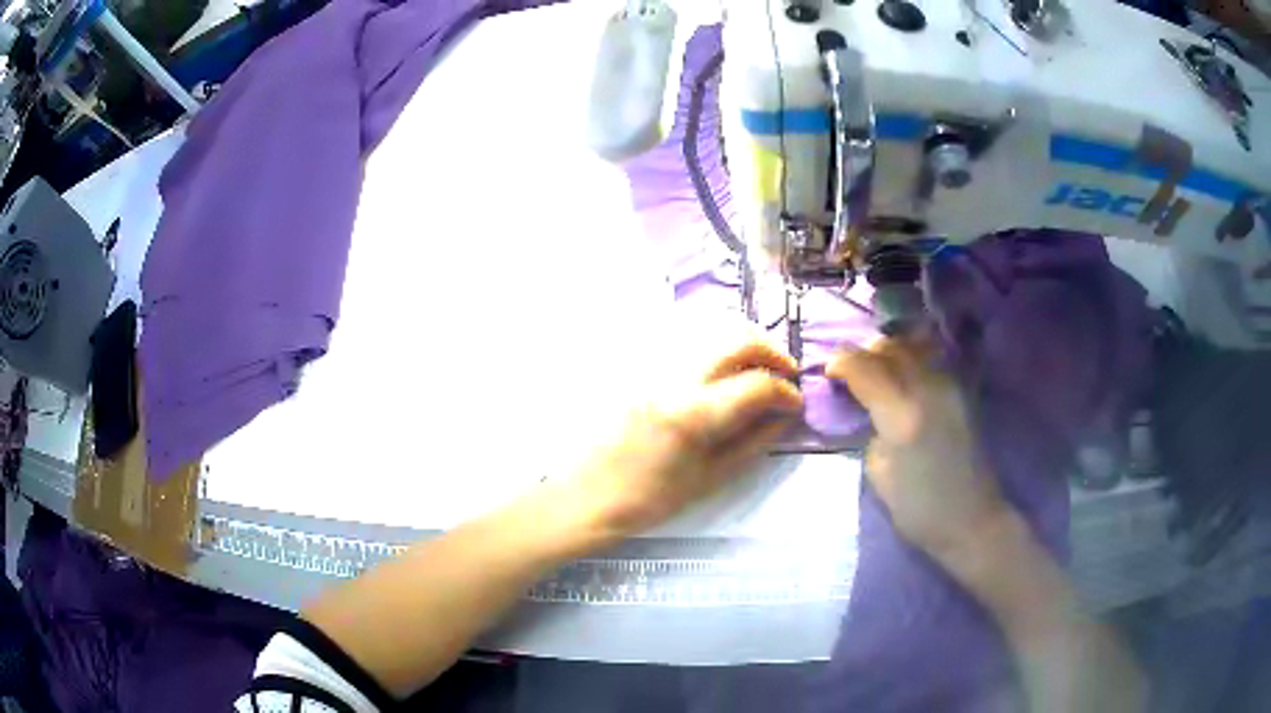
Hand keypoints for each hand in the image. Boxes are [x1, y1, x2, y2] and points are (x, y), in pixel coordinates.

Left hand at [565, 341, 802, 539]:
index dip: (786, 392)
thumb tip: (785, 416)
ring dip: (743, 346)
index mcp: (694, 414)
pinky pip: (685, 344)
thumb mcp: (709, 479)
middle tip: (785, 375)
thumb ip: (753, 442)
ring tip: (756, 372)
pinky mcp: (639, 367)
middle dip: (771, 352)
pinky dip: (713, 350)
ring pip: (710, 333)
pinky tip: (720, 375)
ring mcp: (653, 367)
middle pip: (736, 339)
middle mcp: (674, 378)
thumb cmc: (649, 500)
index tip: (795, 404)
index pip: (757, 384)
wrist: (588, 495)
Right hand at [827, 336, 1008, 558]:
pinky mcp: (961, 392)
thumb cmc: (918, 508)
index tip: (829, 370)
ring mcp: (949, 387)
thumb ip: (872, 431)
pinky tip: (902, 374)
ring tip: (876, 368)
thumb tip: (870, 408)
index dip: (842, 363)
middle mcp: (928, 390)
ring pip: (914, 347)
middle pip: (891, 349)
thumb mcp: (878, 473)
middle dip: (865, 352)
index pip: (866, 369)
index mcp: (902, 417)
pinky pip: (930, 360)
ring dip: (889, 351)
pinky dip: (910, 358)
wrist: (970, 518)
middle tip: (850, 368)